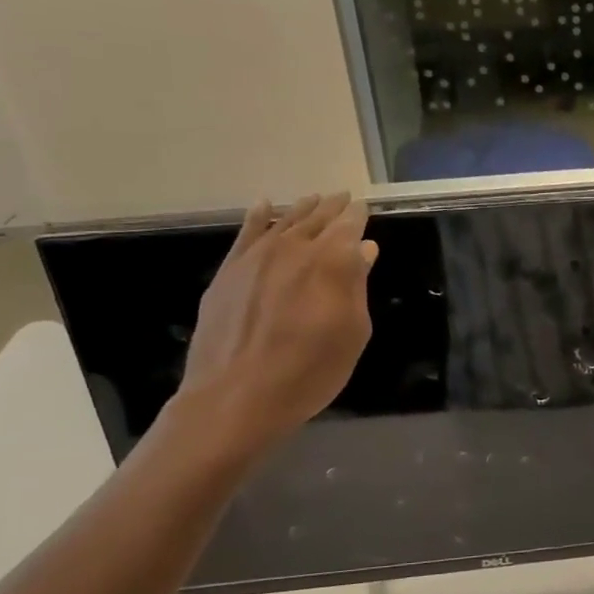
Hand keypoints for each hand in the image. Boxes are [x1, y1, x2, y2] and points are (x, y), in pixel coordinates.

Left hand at [178, 194, 378, 450]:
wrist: (236, 396)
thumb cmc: (309, 371)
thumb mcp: (352, 333)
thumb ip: (357, 286)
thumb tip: (363, 250)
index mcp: (332, 261)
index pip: (349, 225)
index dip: (358, 215)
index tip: (364, 207)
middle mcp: (295, 247)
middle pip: (317, 218)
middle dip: (333, 207)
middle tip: (343, 198)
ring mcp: (257, 256)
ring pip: (284, 220)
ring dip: (302, 208)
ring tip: (313, 200)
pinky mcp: (230, 270)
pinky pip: (246, 232)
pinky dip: (258, 216)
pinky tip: (264, 205)